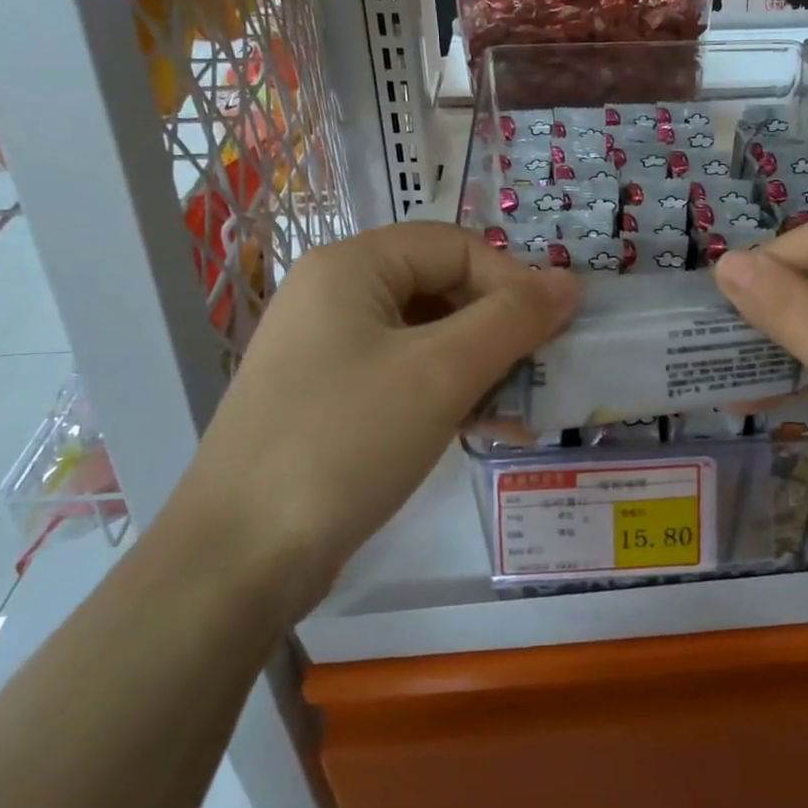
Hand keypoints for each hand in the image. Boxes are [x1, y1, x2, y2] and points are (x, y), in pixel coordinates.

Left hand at [179, 224, 578, 616]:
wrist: (237, 560)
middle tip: (542, 372)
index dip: (511, 280)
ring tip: (523, 410)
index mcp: (351, 267)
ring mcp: (330, 350)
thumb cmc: (344, 443)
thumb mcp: (440, 373)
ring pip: (429, 337)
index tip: (553, 332)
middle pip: (442, 287)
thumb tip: (570, 283)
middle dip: (499, 329)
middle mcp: (336, 296)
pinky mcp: (331, 399)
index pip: (455, 246)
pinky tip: (487, 429)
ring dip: (482, 367)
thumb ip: (512, 320)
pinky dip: (450, 394)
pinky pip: (407, 376)